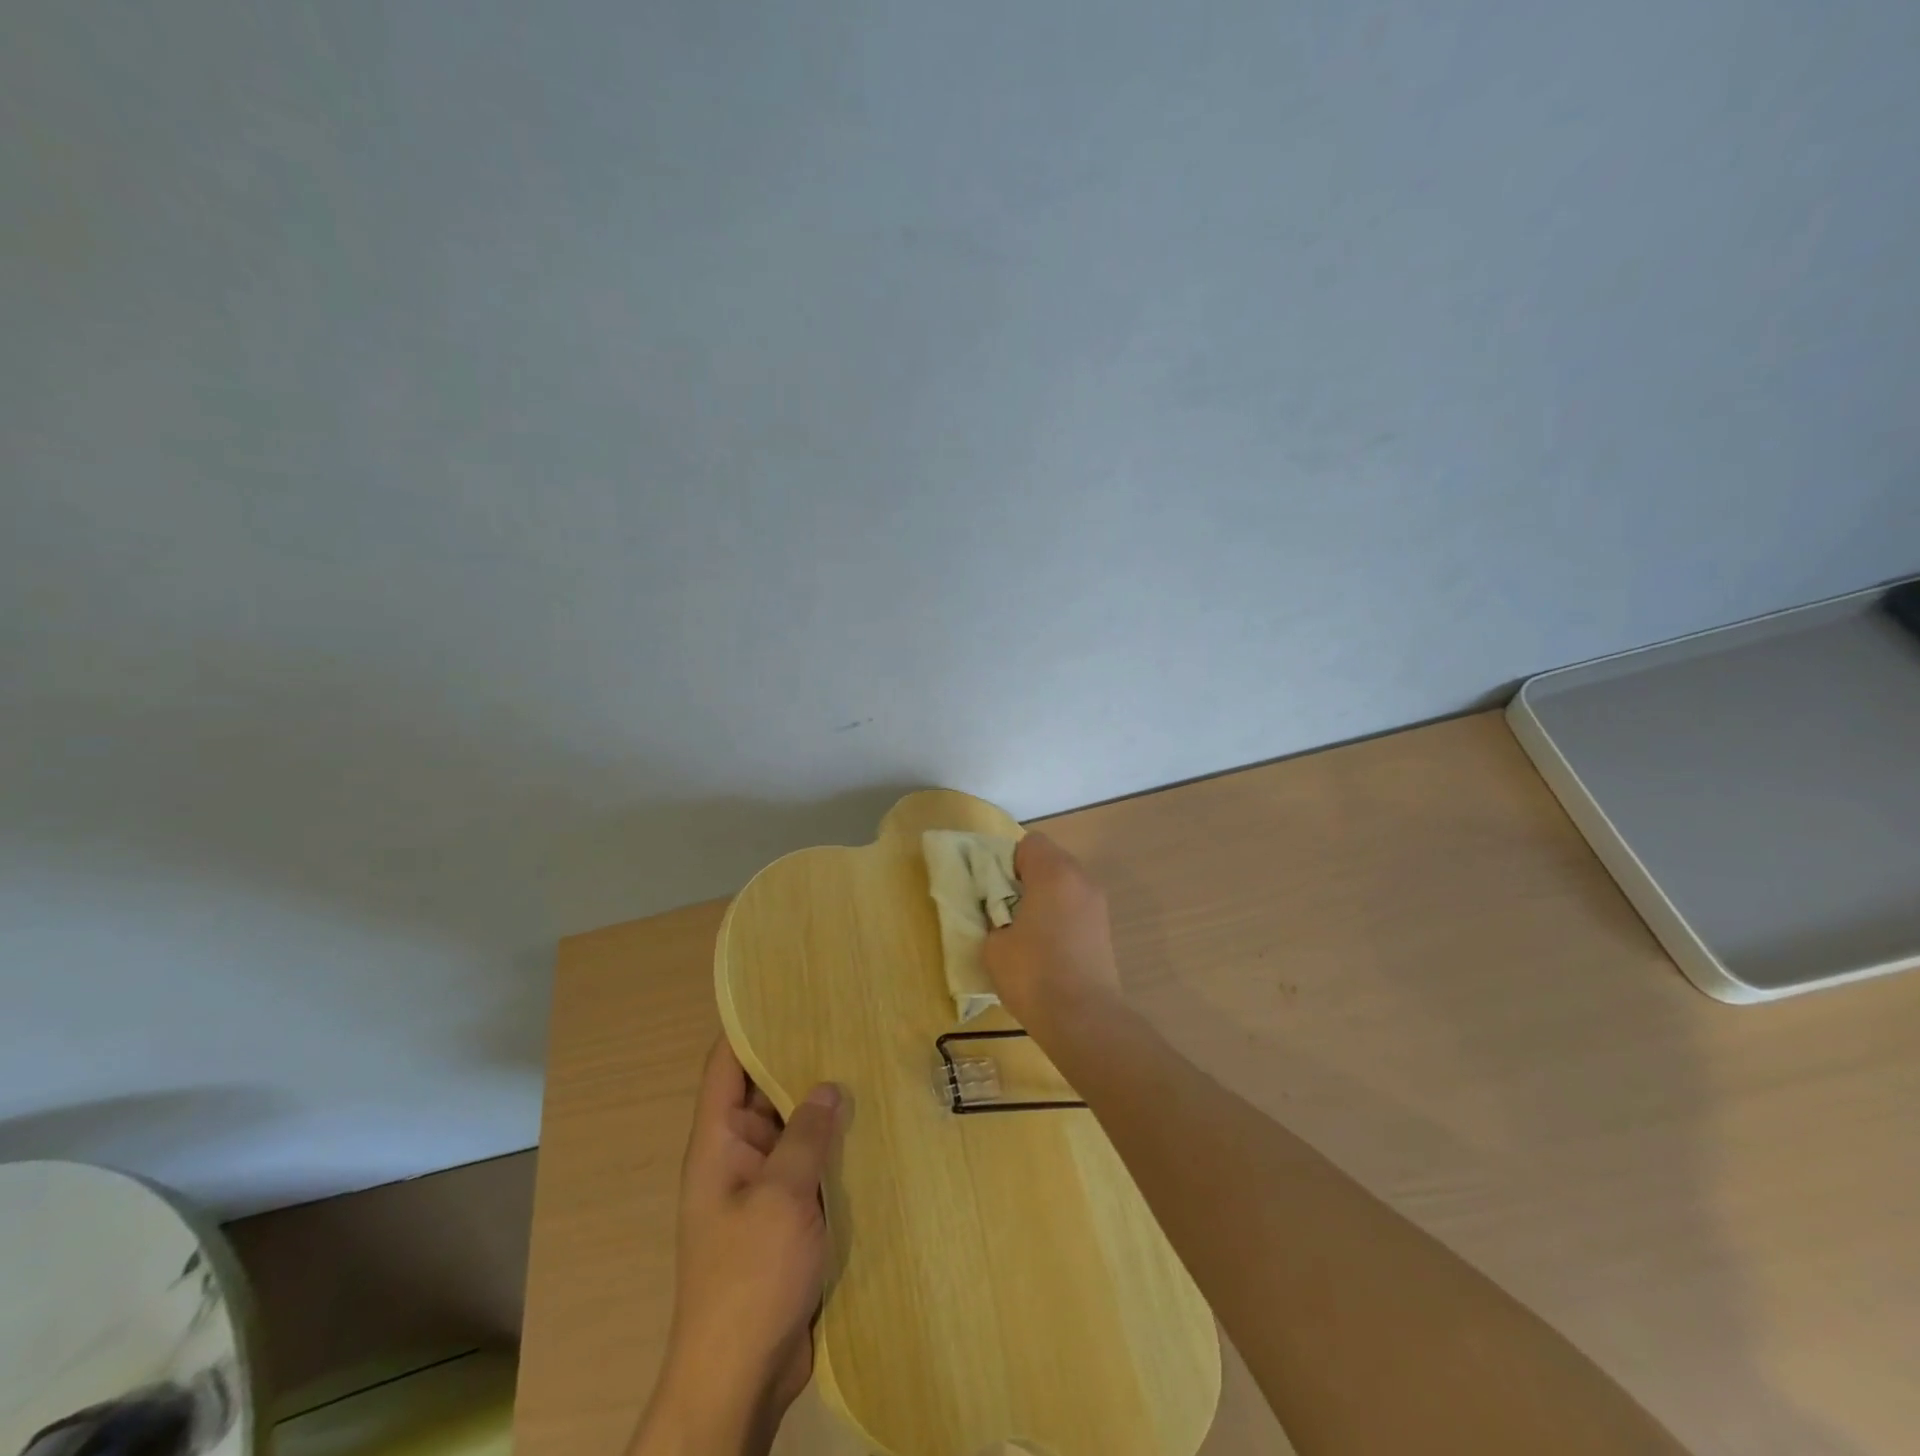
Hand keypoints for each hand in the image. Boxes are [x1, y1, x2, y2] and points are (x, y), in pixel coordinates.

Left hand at [631, 1038, 843, 1455]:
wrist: (740, 1376)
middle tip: (850, 1020)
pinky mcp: (786, 1215)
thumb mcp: (782, 1196)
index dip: (749, 1024)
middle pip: (765, 1089)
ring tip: (870, 1060)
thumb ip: (806, 1135)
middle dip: (801, 1058)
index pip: (725, 1064)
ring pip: (793, 1127)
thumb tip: (830, 1085)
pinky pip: (808, 1164)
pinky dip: (833, 1145)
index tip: (788, 990)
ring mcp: (762, 1186)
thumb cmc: (750, 1277)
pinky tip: (873, 1125)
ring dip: (823, 1104)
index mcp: (717, 1141)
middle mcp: (737, 1154)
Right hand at [983, 831, 1123, 1036]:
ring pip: (1064, 885)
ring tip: (1026, 931)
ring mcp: (1097, 905)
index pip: (1030, 843)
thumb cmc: (1033, 974)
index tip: (995, 889)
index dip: (1008, 861)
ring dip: (1045, 898)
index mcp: (1053, 873)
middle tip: (1005, 909)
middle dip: (1026, 878)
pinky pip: (1075, 908)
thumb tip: (1002, 918)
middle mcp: (1081, 879)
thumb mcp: (993, 945)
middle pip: (1050, 860)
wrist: (1083, 1019)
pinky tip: (1047, 948)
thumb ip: (993, 918)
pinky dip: (1060, 917)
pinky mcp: (1104, 929)